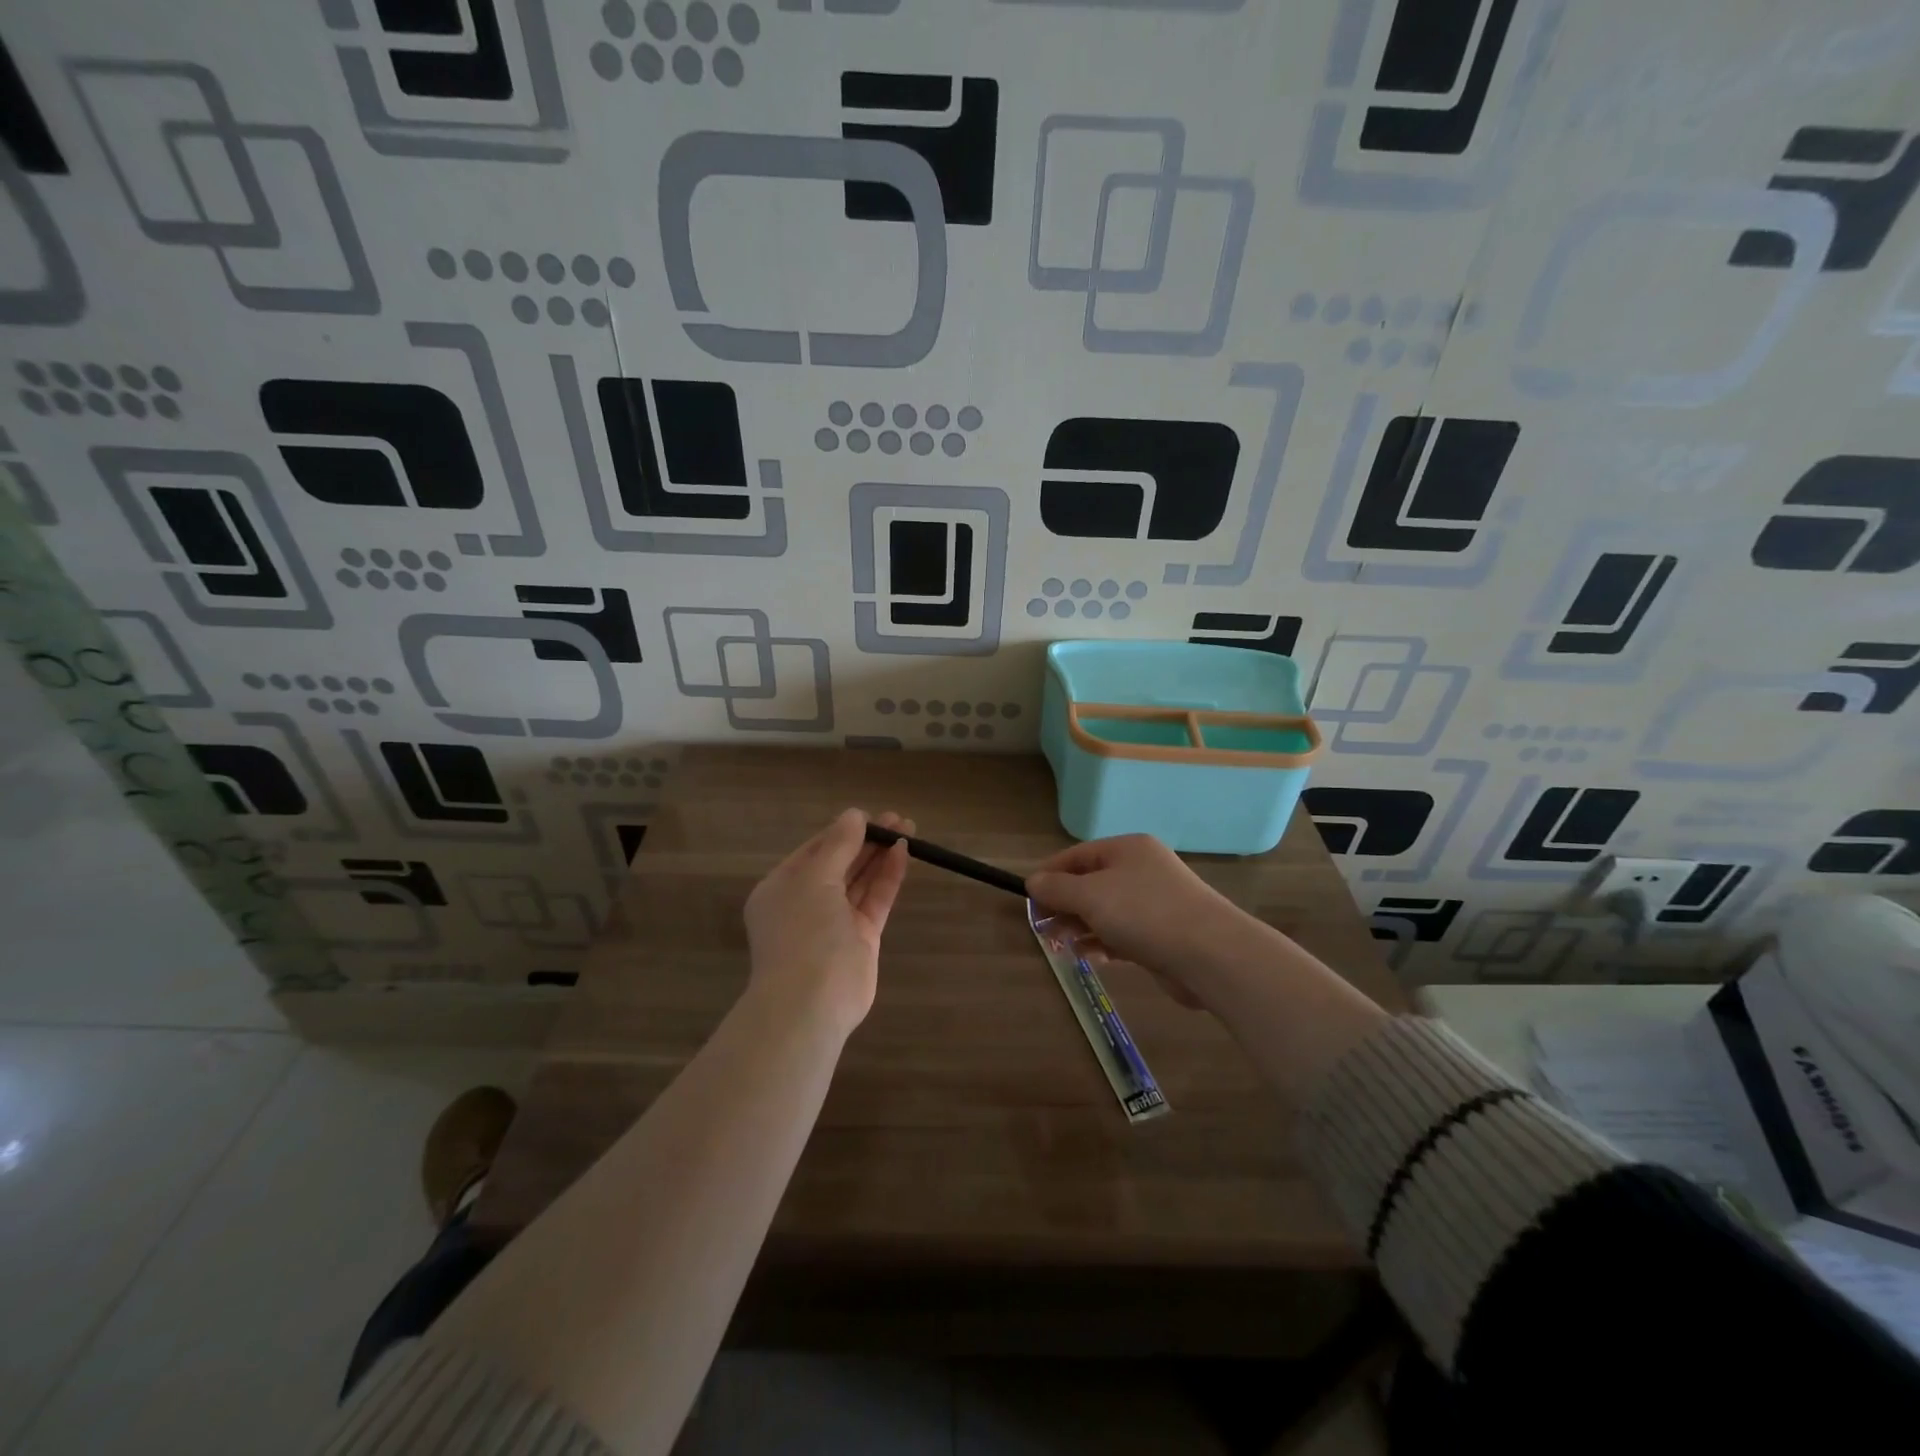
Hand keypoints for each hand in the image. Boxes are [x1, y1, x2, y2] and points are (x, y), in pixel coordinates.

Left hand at [743, 808, 912, 1034]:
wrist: (810, 1002)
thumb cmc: (802, 932)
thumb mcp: (814, 879)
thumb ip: (837, 846)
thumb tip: (853, 815)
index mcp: (782, 888)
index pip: (815, 851)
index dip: (842, 831)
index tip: (870, 815)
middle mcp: (806, 903)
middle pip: (840, 863)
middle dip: (867, 840)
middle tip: (897, 819)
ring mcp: (835, 922)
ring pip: (860, 880)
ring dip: (881, 855)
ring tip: (907, 828)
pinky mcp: (861, 938)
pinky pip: (875, 899)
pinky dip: (888, 877)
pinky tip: (903, 853)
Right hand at [1026, 834, 1254, 1009]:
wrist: (1210, 954)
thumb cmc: (1144, 913)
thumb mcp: (1091, 895)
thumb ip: (1058, 888)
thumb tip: (1033, 881)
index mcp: (1126, 849)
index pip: (1076, 855)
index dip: (1049, 876)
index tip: (1029, 901)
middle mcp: (1141, 870)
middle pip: (1089, 883)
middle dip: (1064, 906)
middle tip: (1044, 930)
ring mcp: (1154, 903)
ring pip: (1105, 911)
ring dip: (1080, 927)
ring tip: (1062, 947)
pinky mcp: (1162, 934)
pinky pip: (1122, 933)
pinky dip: (1103, 943)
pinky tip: (1090, 957)